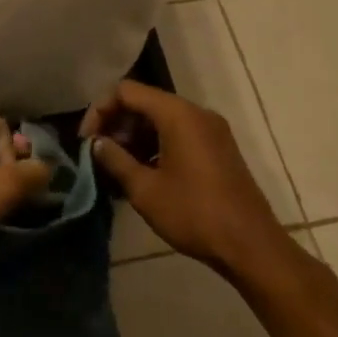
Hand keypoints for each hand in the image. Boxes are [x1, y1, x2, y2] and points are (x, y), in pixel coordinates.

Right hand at [82, 81, 286, 273]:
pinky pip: (179, 133)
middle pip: (145, 102)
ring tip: (117, 167)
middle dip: (117, 124)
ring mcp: (211, 130)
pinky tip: (143, 174)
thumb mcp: (145, 190)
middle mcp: (196, 112)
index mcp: (178, 114)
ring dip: (135, 137)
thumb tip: (97, 144)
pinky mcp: (218, 148)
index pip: (126, 91)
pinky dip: (156, 145)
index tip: (87, 141)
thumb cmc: (194, 214)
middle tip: (99, 155)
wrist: (251, 246)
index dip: (100, 110)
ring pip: (162, 119)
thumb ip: (115, 160)